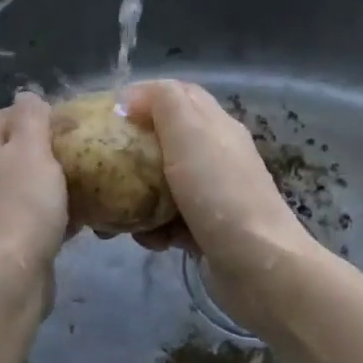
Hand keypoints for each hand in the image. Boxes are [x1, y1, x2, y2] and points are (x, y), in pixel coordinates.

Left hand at [0, 92, 69, 281]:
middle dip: (52, 152)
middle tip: (88, 155)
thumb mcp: (31, 148)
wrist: (6, 276)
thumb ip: (31, 117)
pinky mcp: (2, 239)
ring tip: (91, 186)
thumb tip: (27, 95)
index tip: (77, 124)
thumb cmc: (21, 204)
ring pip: (27, 186)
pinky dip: (54, 215)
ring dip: (56, 186)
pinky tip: (83, 220)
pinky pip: (32, 217)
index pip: (11, 115)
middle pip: (19, 151)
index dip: (43, 115)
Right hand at [121, 81, 316, 329]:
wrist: (259, 267)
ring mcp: (213, 196)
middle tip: (103, 167)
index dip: (143, 97)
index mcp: (215, 126)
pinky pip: (170, 221)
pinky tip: (151, 242)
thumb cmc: (220, 193)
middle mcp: (216, 156)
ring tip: (118, 215)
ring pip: (163, 185)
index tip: (107, 114)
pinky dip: (155, 230)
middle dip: (132, 153)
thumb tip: (131, 97)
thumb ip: (163, 103)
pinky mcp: (208, 231)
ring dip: (138, 198)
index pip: (178, 95)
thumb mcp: (190, 134)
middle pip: (166, 141)